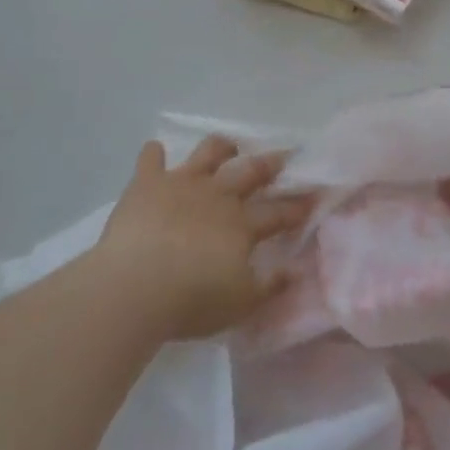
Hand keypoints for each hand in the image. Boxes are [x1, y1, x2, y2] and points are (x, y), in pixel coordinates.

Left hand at [94, 136, 310, 341]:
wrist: (136, 285)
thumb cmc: (192, 300)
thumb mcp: (240, 304)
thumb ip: (270, 286)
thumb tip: (295, 271)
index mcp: (241, 225)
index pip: (277, 213)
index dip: (297, 206)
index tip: (312, 196)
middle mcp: (216, 195)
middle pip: (249, 172)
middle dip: (268, 164)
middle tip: (282, 156)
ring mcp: (181, 184)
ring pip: (207, 153)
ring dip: (220, 147)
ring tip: (227, 146)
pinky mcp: (148, 183)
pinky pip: (151, 159)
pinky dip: (153, 154)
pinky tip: (154, 150)